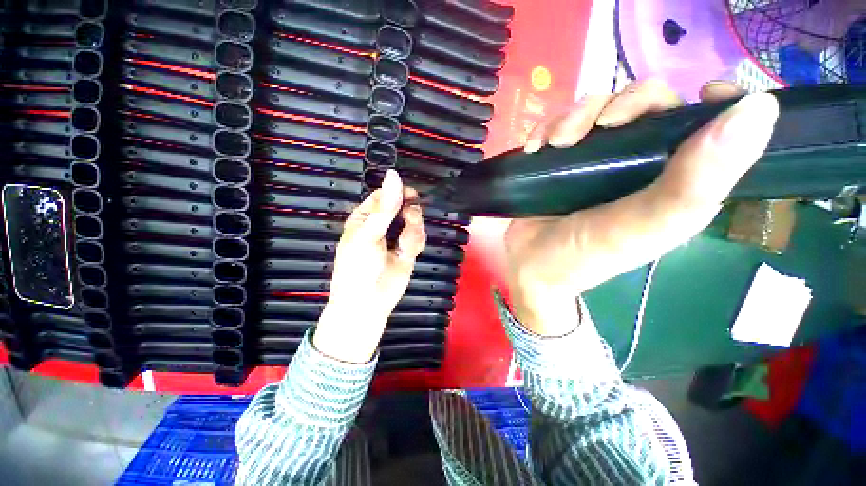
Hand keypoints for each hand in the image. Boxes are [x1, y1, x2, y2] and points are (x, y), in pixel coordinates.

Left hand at [313, 169, 425, 362]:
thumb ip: (387, 207)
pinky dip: (415, 243)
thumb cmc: (359, 266)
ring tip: (403, 244)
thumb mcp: (370, 234)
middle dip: (409, 213)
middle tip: (409, 220)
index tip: (411, 195)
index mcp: (366, 217)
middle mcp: (382, 224)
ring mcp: (396, 237)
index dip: (399, 192)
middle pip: (404, 206)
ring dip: (412, 231)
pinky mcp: (409, 249)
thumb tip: (394, 174)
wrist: (368, 303)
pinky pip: (419, 237)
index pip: (385, 195)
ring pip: (415, 221)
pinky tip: (406, 252)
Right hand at [507, 79, 778, 335]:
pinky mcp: (559, 163)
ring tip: (554, 144)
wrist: (531, 267)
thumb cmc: (585, 255)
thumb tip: (760, 109)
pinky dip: (546, 129)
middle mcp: (637, 162)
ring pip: (596, 109)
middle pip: (646, 103)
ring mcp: (593, 160)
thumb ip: (698, 181)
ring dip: (574, 117)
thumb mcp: (645, 226)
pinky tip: (535, 148)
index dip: (711, 100)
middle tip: (599, 126)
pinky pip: (558, 127)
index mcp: (674, 179)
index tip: (697, 94)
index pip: (708, 123)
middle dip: (623, 103)